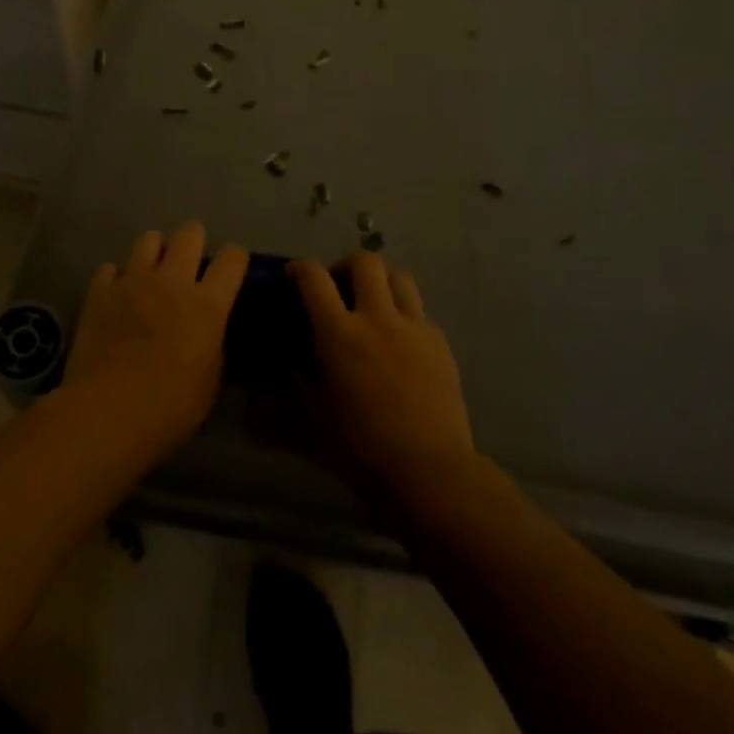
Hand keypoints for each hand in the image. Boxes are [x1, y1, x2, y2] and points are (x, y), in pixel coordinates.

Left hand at [61, 222, 247, 452]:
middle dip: (194, 240)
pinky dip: (117, 277)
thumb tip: (208, 332)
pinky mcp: (99, 292)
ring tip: (153, 270)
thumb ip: (212, 345)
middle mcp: (172, 282)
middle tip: (189, 262)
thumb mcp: (209, 383)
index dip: (234, 259)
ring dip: (155, 250)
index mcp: (207, 305)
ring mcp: (132, 282)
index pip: (232, 258)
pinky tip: (117, 294)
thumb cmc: (168, 408)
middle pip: (189, 234)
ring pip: (148, 239)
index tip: (230, 270)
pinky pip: (110, 269)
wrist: (106, 412)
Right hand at [288, 252, 474, 498]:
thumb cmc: (362, 450)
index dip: (300, 269)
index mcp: (340, 334)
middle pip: (365, 263)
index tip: (293, 275)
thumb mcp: (315, 418)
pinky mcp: (440, 343)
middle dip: (345, 265)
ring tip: (372, 304)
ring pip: (399, 277)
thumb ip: (301, 383)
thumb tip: (295, 364)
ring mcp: (414, 327)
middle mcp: (378, 318)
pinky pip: (419, 312)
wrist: (430, 470)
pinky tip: (399, 343)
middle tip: (338, 286)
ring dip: (380, 281)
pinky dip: (403, 315)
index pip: (314, 279)